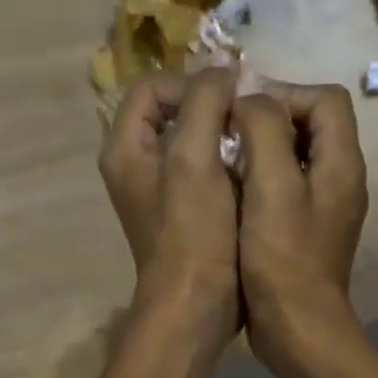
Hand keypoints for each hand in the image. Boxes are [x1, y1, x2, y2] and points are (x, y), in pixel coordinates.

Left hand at [99, 69, 240, 357]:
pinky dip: (226, 163)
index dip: (191, 84)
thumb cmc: (193, 232)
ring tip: (252, 143)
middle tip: (246, 119)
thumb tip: (223, 73)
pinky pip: (203, 169)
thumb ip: (205, 103)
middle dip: (211, 108)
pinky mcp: (182, 211)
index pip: (151, 87)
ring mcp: (159, 190)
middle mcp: (135, 165)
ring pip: (191, 140)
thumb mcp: (195, 159)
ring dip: (222, 136)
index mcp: (125, 149)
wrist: (195, 304)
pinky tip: (251, 172)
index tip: (229, 101)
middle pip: (171, 111)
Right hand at [233, 82, 368, 377]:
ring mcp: (324, 208)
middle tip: (229, 133)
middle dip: (269, 119)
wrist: (297, 328)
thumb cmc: (282, 259)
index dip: (284, 93)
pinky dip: (260, 180)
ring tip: (225, 159)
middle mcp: (340, 179)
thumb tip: (250, 100)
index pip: (326, 99)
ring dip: (261, 150)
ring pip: (296, 156)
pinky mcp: (306, 231)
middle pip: (312, 125)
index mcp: (341, 163)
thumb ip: (264, 131)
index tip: (242, 112)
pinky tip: (232, 194)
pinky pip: (286, 188)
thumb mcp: (271, 187)